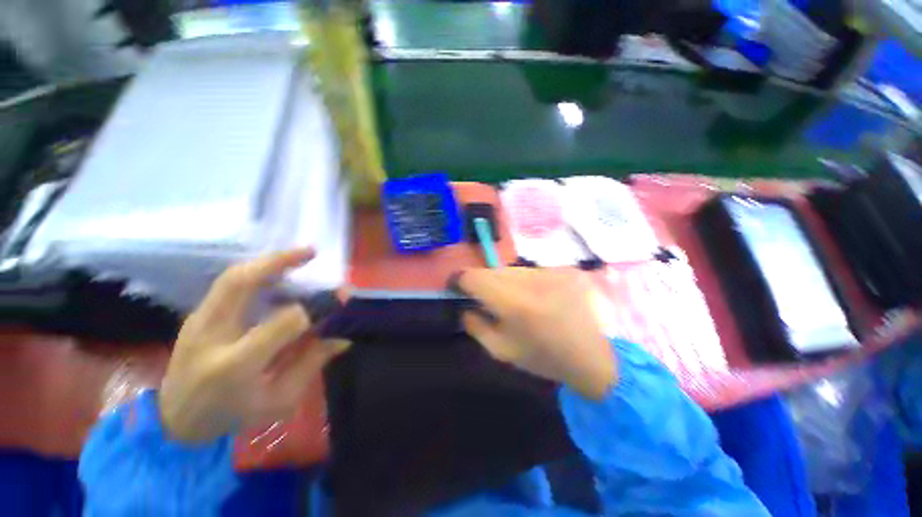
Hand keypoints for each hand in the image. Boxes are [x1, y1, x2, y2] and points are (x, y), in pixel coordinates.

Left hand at [159, 249, 349, 442]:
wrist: (175, 421)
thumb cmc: (232, 415)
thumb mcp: (280, 400)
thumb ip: (312, 362)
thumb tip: (343, 335)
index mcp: (235, 367)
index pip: (283, 324)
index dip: (315, 308)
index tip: (339, 301)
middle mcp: (211, 336)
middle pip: (241, 284)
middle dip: (279, 262)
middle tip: (310, 252)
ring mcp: (197, 322)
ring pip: (232, 277)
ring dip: (268, 261)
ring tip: (299, 255)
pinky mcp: (197, 316)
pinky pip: (228, 284)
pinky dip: (256, 271)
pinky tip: (276, 272)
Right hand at [459, 268, 616, 399]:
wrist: (597, 356)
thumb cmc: (545, 357)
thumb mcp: (502, 350)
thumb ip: (476, 326)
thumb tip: (465, 306)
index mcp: (513, 303)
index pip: (474, 277)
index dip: (459, 279)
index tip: (456, 287)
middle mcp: (530, 279)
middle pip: (491, 270)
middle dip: (482, 282)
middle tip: (485, 299)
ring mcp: (550, 271)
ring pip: (511, 269)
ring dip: (504, 281)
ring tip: (514, 301)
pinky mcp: (563, 268)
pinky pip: (531, 271)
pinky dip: (524, 281)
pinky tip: (536, 297)